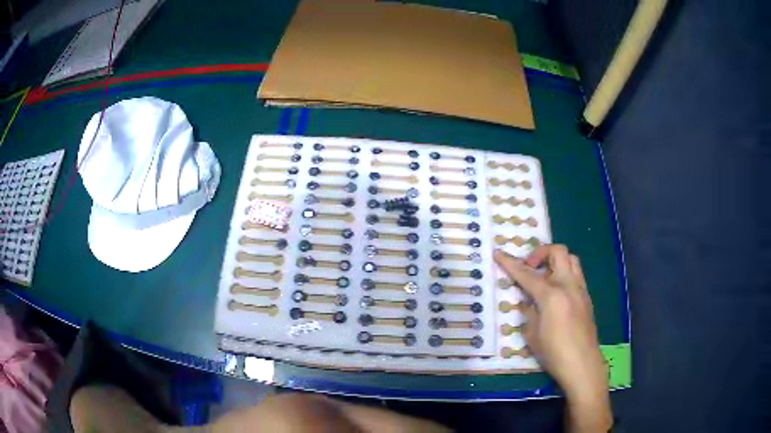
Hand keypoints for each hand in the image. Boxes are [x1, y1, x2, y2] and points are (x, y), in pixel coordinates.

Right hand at [495, 246, 611, 431]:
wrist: (583, 364)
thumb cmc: (553, 353)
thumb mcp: (532, 334)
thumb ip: (529, 312)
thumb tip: (528, 301)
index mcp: (551, 295)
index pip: (527, 274)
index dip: (510, 263)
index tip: (498, 253)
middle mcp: (568, 285)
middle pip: (558, 252)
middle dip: (541, 252)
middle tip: (530, 267)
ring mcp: (580, 290)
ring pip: (571, 259)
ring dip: (556, 261)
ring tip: (545, 277)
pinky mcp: (587, 298)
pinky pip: (576, 275)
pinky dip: (564, 274)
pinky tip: (556, 294)